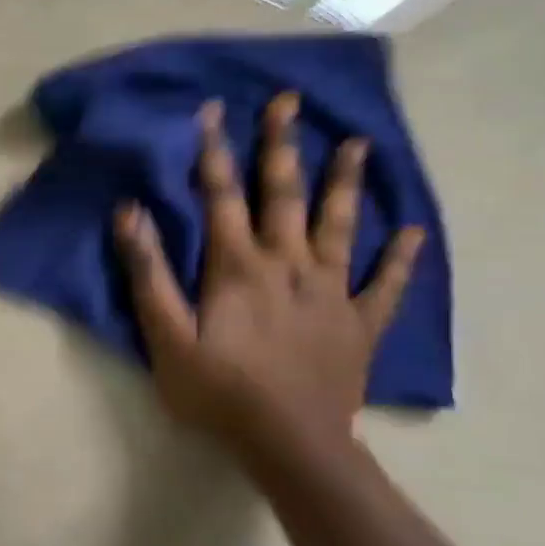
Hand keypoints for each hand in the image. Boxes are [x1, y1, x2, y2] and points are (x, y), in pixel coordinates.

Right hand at [117, 93, 423, 458]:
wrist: (291, 444)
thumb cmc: (218, 390)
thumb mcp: (165, 335)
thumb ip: (149, 273)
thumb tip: (131, 213)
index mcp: (237, 266)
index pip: (221, 195)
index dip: (215, 151)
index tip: (215, 109)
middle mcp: (288, 264)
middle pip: (284, 194)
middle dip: (282, 146)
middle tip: (289, 101)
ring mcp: (331, 291)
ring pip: (339, 225)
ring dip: (345, 182)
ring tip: (357, 143)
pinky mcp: (360, 323)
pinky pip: (386, 284)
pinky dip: (401, 257)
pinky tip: (413, 231)